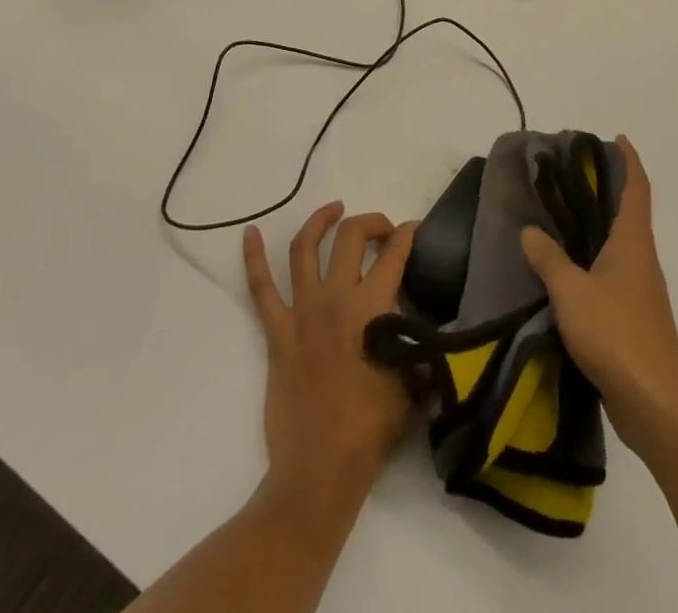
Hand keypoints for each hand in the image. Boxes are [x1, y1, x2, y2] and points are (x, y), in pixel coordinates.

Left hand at [244, 202, 419, 511]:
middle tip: (382, 230)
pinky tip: (250, 233)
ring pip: (306, 248)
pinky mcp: (277, 332)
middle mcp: (337, 297)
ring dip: (320, 221)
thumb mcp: (413, 380)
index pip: (395, 253)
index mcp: (374, 306)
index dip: (408, 234)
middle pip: (351, 236)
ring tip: (334, 209)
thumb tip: (427, 329)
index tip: (414, 230)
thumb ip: (419, 345)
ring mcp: (303, 311)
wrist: (321, 468)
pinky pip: (261, 288)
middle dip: (370, 222)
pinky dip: (253, 258)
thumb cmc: (372, 427)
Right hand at [520, 137, 677, 458]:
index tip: (617, 140)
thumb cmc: (616, 334)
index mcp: (633, 242)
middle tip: (572, 176)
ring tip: (563, 218)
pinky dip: (593, 261)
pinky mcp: (634, 320)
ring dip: (599, 228)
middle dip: (608, 191)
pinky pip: (612, 275)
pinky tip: (568, 272)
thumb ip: (549, 258)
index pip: (637, 189)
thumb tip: (530, 231)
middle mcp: (641, 260)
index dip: (630, 161)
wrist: (655, 404)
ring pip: (620, 246)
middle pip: (629, 213)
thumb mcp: (571, 291)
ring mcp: (640, 292)